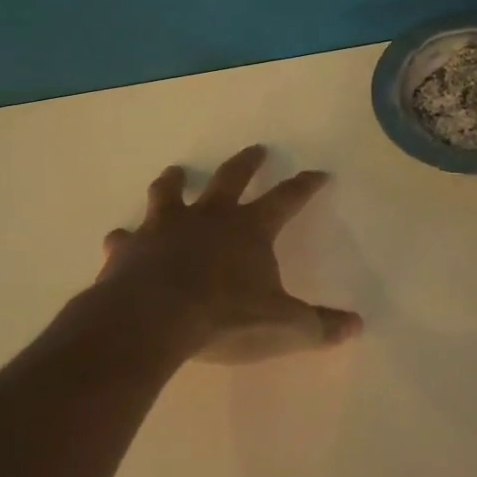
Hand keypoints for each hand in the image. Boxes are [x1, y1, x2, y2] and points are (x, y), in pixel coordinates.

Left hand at [90, 145, 362, 366]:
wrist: (150, 322)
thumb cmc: (223, 318)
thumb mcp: (282, 326)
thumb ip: (318, 326)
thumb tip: (356, 326)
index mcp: (250, 229)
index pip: (287, 199)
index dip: (305, 186)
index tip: (318, 173)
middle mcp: (209, 218)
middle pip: (231, 179)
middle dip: (247, 164)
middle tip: (256, 150)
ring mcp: (164, 229)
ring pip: (171, 194)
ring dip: (175, 182)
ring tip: (177, 172)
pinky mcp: (129, 250)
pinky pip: (126, 239)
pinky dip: (125, 238)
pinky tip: (119, 239)